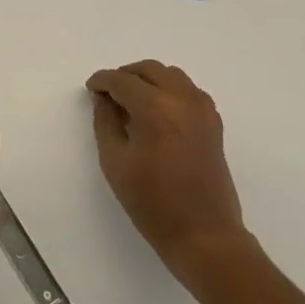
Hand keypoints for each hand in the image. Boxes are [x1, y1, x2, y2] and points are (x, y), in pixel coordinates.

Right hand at [86, 60, 245, 283]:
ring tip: (131, 101)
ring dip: (148, 80)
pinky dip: (169, 90)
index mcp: (155, 107)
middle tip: (108, 93)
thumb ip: (105, 122)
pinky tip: (157, 112)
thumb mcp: (115, 162)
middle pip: (149, 70)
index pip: (122, 80)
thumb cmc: (152, 202)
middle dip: (125, 76)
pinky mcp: (213, 122)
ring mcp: (202, 108)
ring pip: (171, 75)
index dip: (102, 81)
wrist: (204, 234)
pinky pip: (188, 90)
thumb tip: (104, 100)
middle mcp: (182, 99)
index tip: (91, 89)